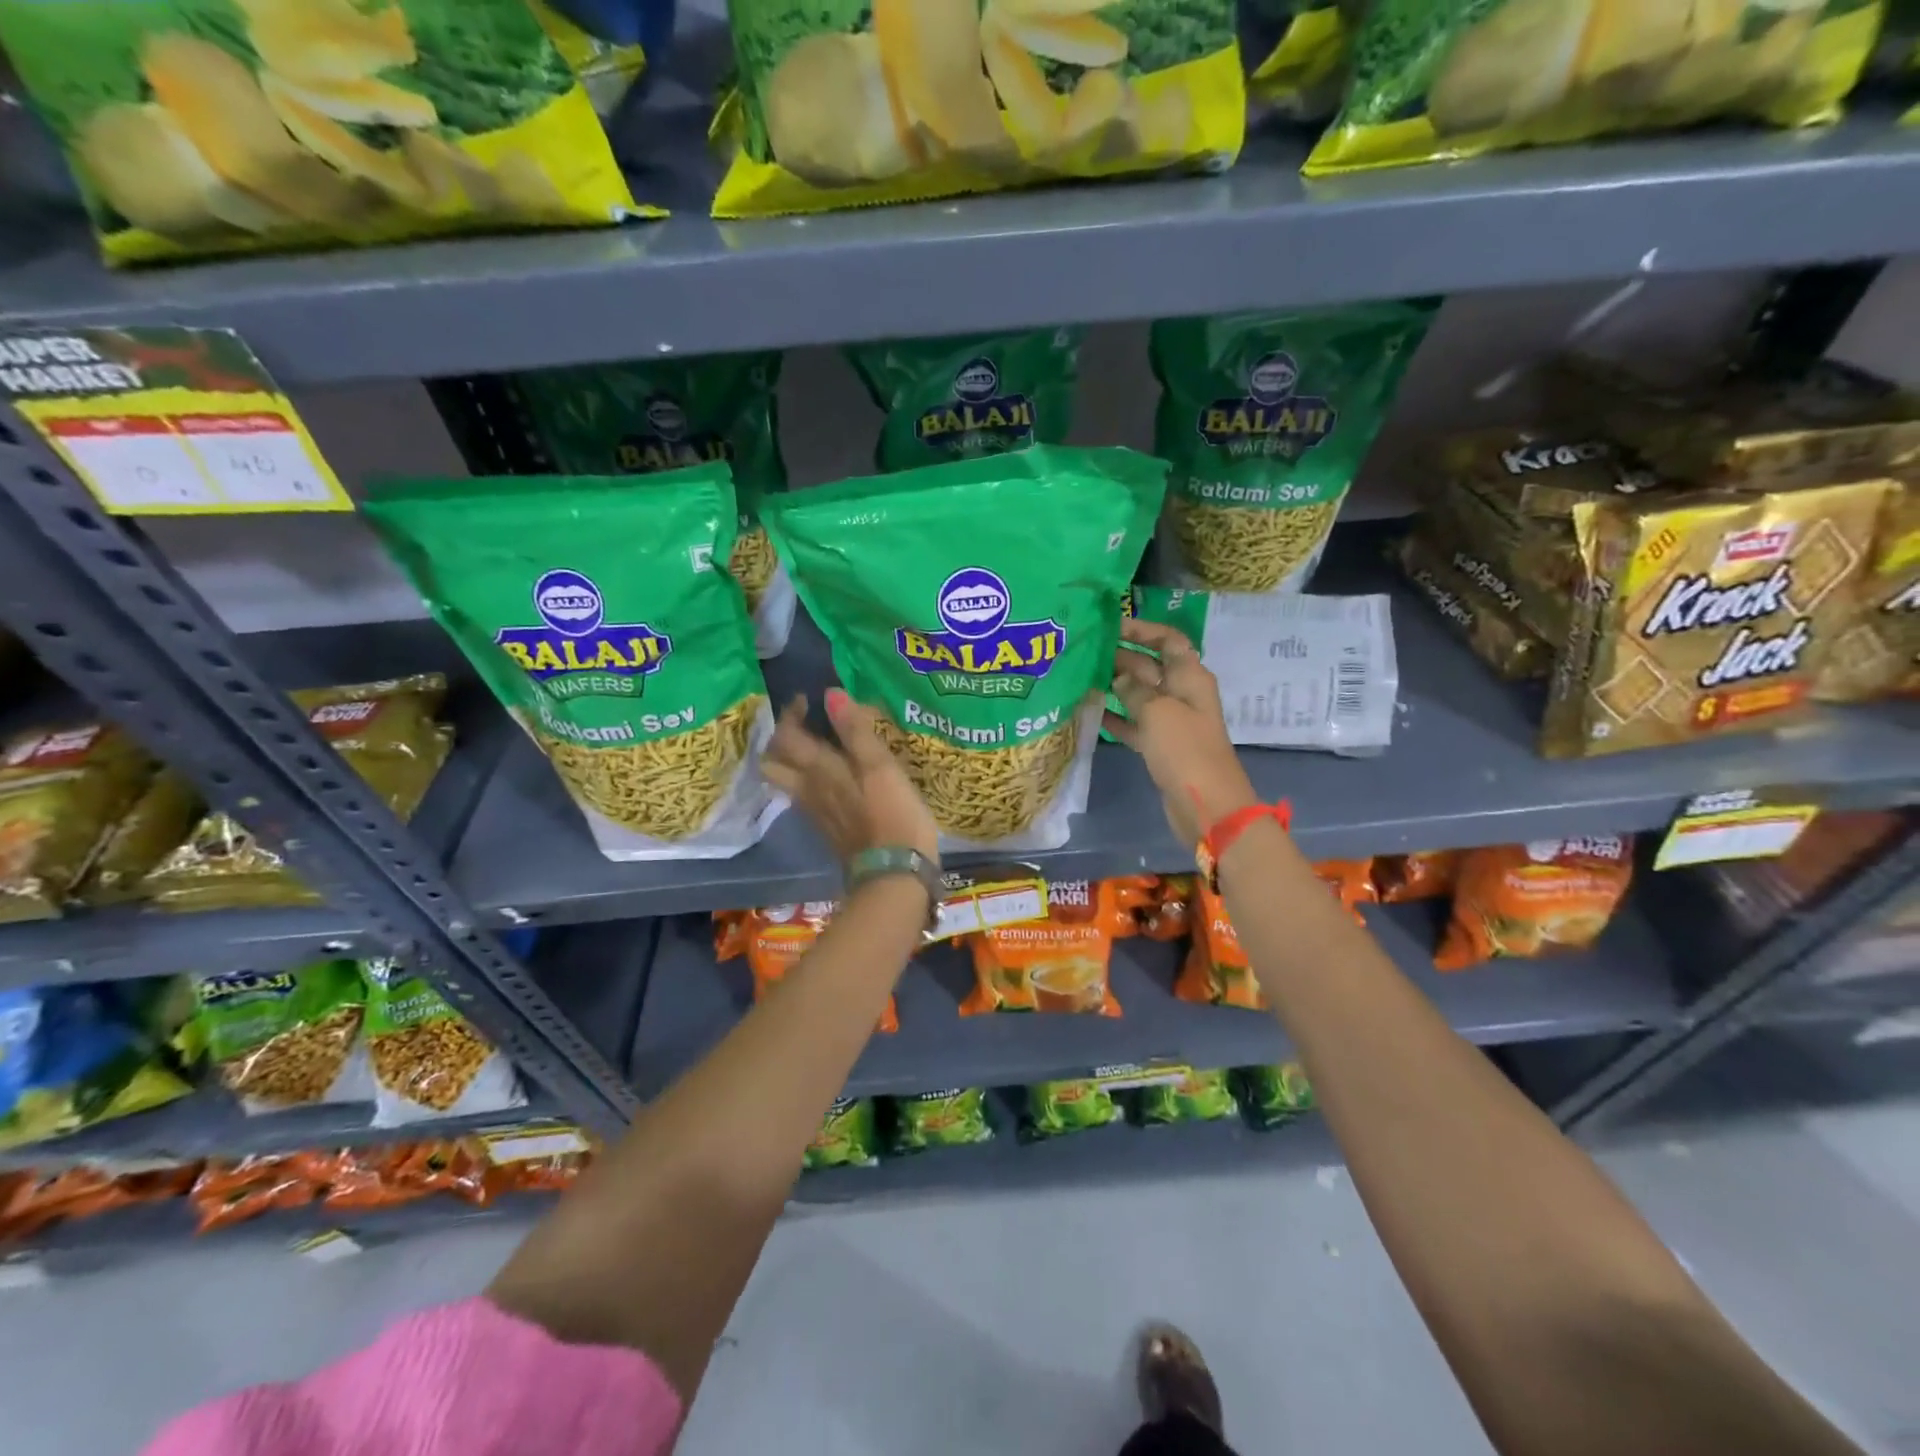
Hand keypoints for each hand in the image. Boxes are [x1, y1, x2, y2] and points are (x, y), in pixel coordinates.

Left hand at [761, 689, 939, 869]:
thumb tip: (830, 694)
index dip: (790, 714)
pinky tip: (833, 779)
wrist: (894, 874)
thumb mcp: (880, 766)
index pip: (787, 737)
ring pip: (787, 782)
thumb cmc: (892, 815)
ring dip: (792, 762)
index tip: (806, 699)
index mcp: (818, 771)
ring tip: (817, 749)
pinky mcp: (829, 830)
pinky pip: (805, 798)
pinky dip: (809, 782)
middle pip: (774, 763)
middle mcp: (807, 790)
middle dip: (781, 741)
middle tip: (802, 727)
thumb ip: (855, 730)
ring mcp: (816, 813)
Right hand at [1102, 618, 1255, 848]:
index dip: (1143, 629)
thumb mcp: (1157, 711)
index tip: (1111, 626)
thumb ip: (1134, 689)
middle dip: (1122, 657)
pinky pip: (1136, 724)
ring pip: (1140, 695)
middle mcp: (1183, 694)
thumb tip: (1120, 677)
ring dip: (1116, 687)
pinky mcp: (1162, 747)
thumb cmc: (1184, 749)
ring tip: (1082, 678)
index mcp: (1190, 676)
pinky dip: (1117, 718)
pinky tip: (1091, 712)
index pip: (1168, 640)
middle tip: (1085, 652)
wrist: (1206, 805)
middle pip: (1151, 665)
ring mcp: (1173, 722)